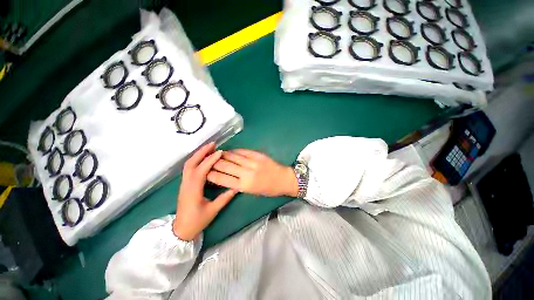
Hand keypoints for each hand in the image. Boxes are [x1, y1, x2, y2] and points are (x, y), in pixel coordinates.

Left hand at [173, 142, 237, 240]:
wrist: (181, 230)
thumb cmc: (197, 221)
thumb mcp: (213, 210)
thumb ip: (225, 198)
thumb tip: (236, 187)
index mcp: (193, 190)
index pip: (201, 170)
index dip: (210, 160)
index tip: (220, 152)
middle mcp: (186, 183)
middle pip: (191, 163)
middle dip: (201, 152)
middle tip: (212, 144)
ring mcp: (184, 183)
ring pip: (189, 164)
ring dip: (198, 154)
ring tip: (209, 148)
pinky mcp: (185, 184)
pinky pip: (189, 168)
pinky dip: (196, 160)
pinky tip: (204, 158)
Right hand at [207, 149, 298, 196]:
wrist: (283, 179)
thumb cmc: (268, 189)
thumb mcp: (252, 192)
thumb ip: (238, 185)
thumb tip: (226, 177)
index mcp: (244, 186)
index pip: (223, 179)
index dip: (211, 174)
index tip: (205, 171)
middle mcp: (246, 173)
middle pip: (225, 166)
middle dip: (213, 162)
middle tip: (207, 160)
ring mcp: (252, 162)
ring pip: (233, 157)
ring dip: (223, 155)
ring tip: (216, 154)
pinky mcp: (258, 155)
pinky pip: (243, 151)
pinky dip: (235, 151)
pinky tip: (230, 151)